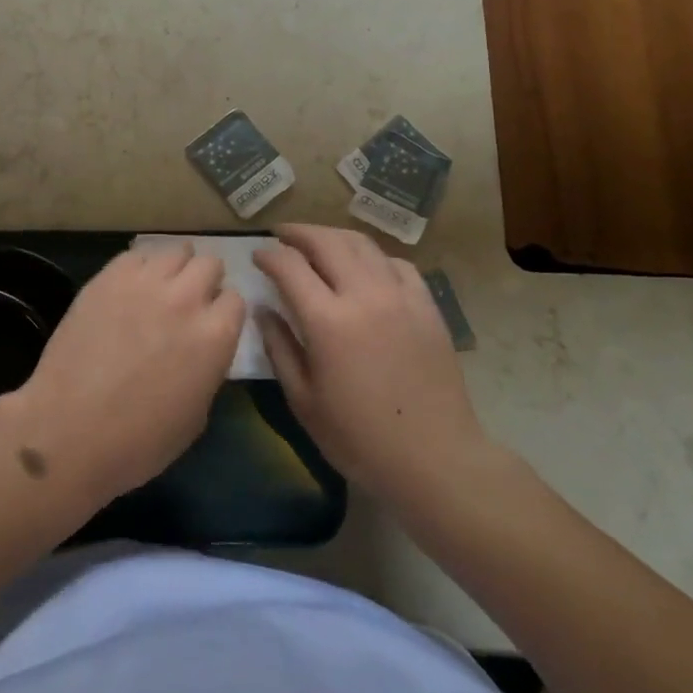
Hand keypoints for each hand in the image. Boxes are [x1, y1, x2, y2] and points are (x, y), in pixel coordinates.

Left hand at [7, 242, 244, 506]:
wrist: (70, 430)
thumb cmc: (138, 441)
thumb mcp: (196, 415)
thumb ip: (207, 368)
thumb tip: (201, 349)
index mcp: (215, 336)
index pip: (236, 299)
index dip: (223, 312)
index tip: (211, 323)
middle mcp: (186, 298)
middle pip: (209, 263)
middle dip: (204, 280)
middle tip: (188, 301)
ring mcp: (145, 282)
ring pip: (176, 251)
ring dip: (175, 267)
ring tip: (160, 287)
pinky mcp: (109, 277)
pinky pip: (135, 255)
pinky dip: (140, 267)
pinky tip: (129, 287)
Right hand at [254, 224, 491, 502]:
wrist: (435, 460)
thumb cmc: (360, 438)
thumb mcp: (304, 401)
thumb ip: (279, 348)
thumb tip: (263, 310)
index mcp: (328, 321)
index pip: (290, 266)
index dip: (268, 255)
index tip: (257, 256)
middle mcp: (364, 295)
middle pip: (326, 242)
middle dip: (298, 232)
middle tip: (281, 236)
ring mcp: (400, 297)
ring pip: (362, 244)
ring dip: (333, 236)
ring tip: (318, 243)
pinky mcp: (427, 306)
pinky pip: (397, 264)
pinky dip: (372, 256)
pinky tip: (365, 268)